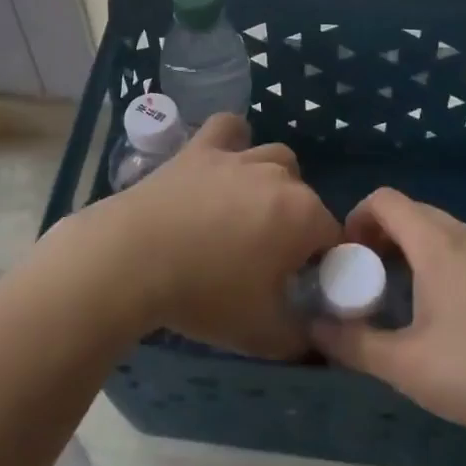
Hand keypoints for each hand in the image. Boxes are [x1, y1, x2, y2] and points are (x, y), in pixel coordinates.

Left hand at [64, 114, 339, 357]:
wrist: (132, 259)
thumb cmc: (204, 295)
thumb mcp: (263, 334)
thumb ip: (301, 337)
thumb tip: (313, 336)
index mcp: (303, 216)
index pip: (332, 235)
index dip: (320, 262)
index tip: (296, 284)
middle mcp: (278, 176)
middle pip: (305, 196)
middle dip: (296, 223)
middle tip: (266, 257)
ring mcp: (237, 157)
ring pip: (275, 158)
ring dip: (273, 182)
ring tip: (248, 211)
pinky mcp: (200, 148)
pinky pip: (228, 128)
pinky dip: (233, 140)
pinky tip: (224, 162)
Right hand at [310, 188, 465, 440]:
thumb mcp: (407, 365)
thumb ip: (354, 344)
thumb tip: (313, 327)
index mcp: (435, 243)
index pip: (384, 199)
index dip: (355, 219)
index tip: (345, 259)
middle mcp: (465, 235)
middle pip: (410, 212)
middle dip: (379, 237)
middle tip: (365, 279)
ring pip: (439, 232)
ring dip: (409, 250)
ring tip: (399, 297)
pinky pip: (463, 251)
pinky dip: (438, 263)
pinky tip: (443, 313)